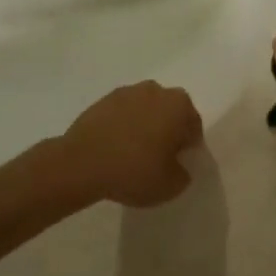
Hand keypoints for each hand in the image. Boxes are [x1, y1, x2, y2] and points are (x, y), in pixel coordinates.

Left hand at [63, 80, 201, 206]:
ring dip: (144, 126)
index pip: (193, 127)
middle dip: (167, 131)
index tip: (176, 165)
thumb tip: (177, 166)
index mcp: (179, 105)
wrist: (82, 163)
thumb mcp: (171, 185)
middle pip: (170, 113)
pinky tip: (115, 148)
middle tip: (157, 159)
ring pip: (145, 111)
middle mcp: (156, 90)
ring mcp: (127, 92)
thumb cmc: (135, 171)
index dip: (187, 148)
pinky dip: (123, 126)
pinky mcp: (103, 100)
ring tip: (133, 154)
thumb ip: (183, 174)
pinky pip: (122, 114)